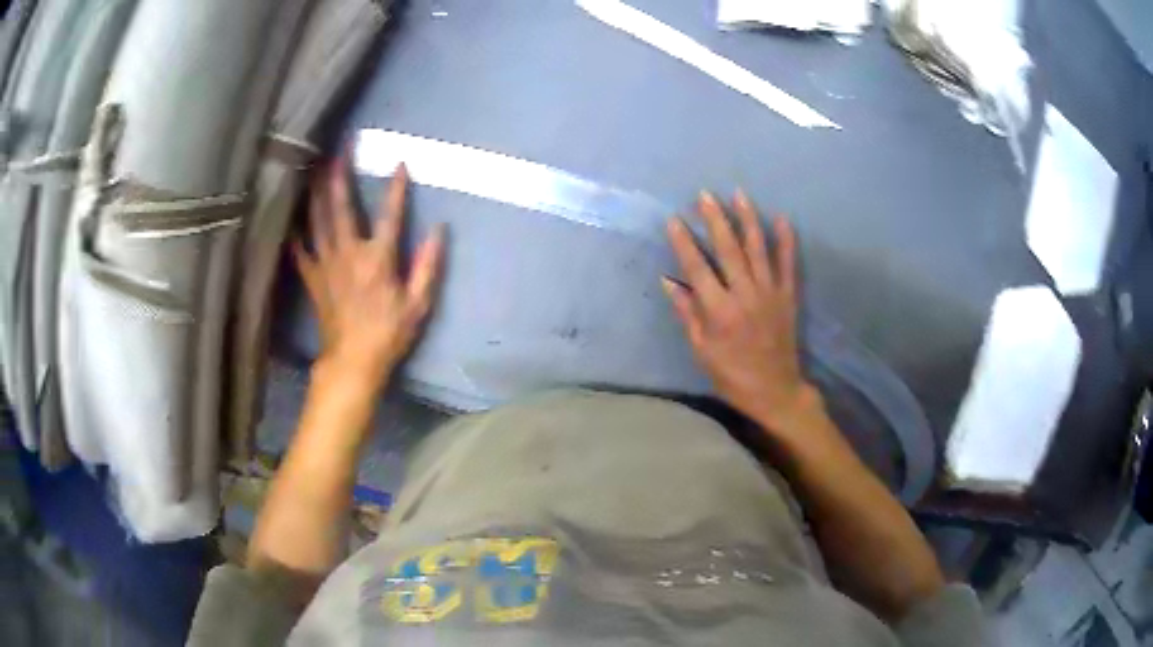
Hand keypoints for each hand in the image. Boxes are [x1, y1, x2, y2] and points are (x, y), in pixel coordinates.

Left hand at [294, 155, 444, 384]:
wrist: (352, 361)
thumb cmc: (389, 333)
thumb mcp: (418, 304)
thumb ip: (429, 265)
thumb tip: (439, 230)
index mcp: (378, 258)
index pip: (389, 214)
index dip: (396, 187)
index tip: (400, 162)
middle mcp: (349, 253)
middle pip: (341, 206)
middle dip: (340, 174)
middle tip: (339, 148)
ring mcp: (326, 263)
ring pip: (317, 220)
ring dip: (316, 191)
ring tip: (315, 167)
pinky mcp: (313, 277)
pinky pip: (300, 248)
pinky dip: (296, 229)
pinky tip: (292, 214)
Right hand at [663, 191, 819, 435]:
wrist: (775, 391)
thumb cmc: (732, 375)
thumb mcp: (702, 350)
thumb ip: (688, 313)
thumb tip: (668, 281)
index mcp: (720, 311)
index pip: (697, 268)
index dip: (684, 242)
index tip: (673, 220)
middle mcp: (745, 294)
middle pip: (728, 250)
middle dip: (715, 220)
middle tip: (705, 195)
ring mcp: (769, 292)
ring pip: (757, 249)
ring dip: (747, 220)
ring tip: (738, 194)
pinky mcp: (787, 296)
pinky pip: (788, 263)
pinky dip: (786, 241)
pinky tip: (782, 218)